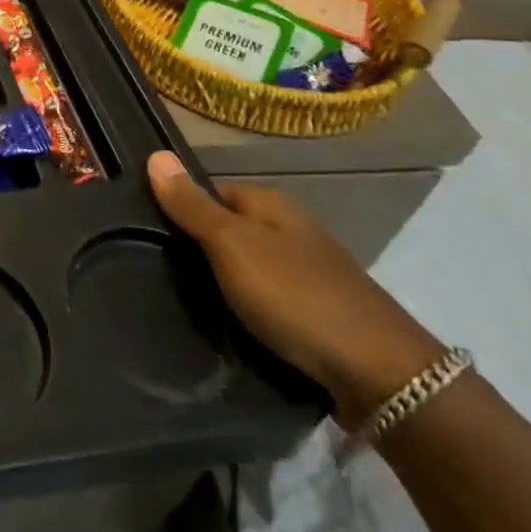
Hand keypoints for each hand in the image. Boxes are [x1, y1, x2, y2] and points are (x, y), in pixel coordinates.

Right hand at [147, 151, 444, 426]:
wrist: (382, 377)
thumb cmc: (297, 297)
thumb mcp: (232, 245)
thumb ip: (192, 205)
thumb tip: (156, 154)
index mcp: (272, 204)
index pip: (210, 192)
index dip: (180, 208)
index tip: (148, 234)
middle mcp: (292, 230)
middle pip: (229, 229)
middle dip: (199, 248)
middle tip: (160, 271)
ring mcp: (309, 273)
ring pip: (249, 267)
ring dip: (223, 282)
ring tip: (186, 302)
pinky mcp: (318, 314)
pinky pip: (268, 301)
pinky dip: (248, 310)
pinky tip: (230, 327)